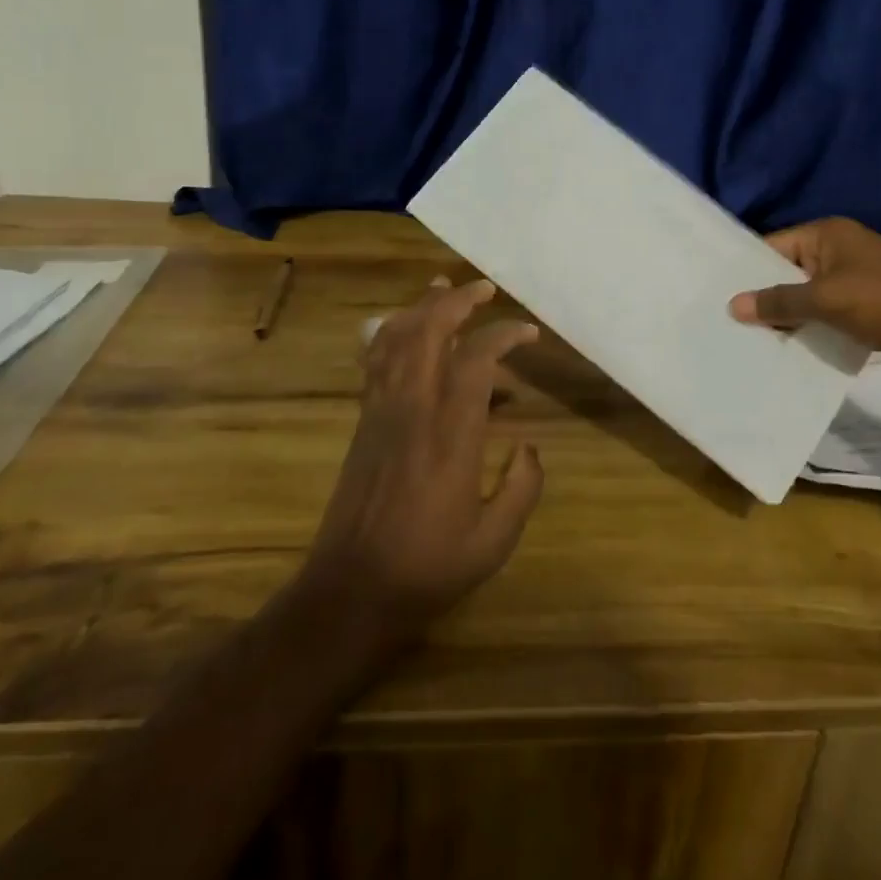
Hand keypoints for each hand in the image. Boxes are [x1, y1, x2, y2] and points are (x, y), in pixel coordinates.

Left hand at [304, 278, 543, 633]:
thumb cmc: (428, 567)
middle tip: (484, 289)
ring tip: (444, 288)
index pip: (476, 360)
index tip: (528, 332)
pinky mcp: (363, 421)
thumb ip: (522, 488)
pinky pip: (375, 361)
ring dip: (421, 307)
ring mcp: (382, 412)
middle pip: (429, 332)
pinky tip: (404, 326)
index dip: (504, 335)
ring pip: (396, 339)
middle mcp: (414, 410)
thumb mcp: (494, 541)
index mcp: (451, 435)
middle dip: (457, 301)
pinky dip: (391, 332)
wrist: (351, 592)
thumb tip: (530, 447)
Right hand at [728, 217, 880, 378]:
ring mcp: (852, 281)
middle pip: (787, 273)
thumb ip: (779, 302)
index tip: (716, 294)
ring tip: (747, 342)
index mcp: (827, 235)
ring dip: (786, 320)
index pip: (773, 247)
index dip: (746, 270)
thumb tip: (734, 306)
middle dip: (764, 299)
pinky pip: (825, 317)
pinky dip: (809, 332)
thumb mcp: (826, 299)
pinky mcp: (864, 309)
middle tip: (726, 323)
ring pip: (806, 299)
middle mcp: (837, 252)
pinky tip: (785, 352)